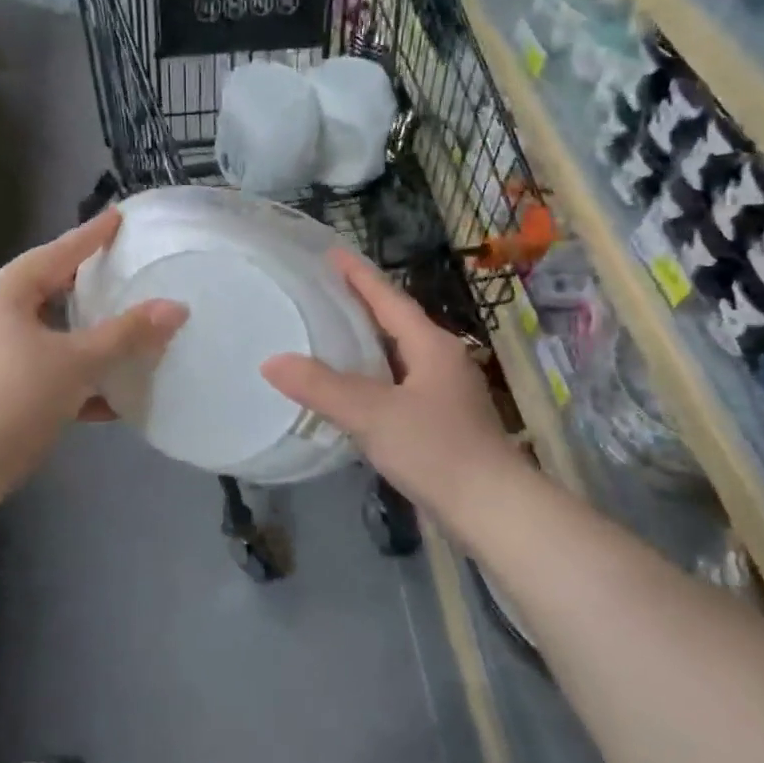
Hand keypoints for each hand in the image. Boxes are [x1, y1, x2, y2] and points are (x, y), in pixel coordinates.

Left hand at [0, 210, 187, 487]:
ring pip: (41, 330)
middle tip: (120, 275)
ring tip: (118, 336)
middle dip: (85, 287)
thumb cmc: (16, 398)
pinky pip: (31, 364)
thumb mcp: (79, 362)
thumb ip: (128, 334)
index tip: (118, 217)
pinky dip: (64, 372)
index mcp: (3, 291)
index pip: (58, 252)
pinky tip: (101, 398)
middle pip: (46, 289)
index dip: (92, 235)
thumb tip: (176, 308)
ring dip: (79, 337)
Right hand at [262, 251, 514, 514]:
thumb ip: (321, 387)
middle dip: (362, 305)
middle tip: (323, 291)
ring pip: (399, 355)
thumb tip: (271, 361)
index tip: (332, 252)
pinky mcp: (443, 421)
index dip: (359, 276)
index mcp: (431, 346)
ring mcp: (446, 392)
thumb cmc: (436, 450)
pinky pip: (400, 384)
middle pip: (397, 322)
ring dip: (368, 342)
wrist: (492, 510)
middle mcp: (443, 360)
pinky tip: (354, 390)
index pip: (389, 299)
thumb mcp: (372, 414)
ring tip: (331, 334)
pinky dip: (374, 376)